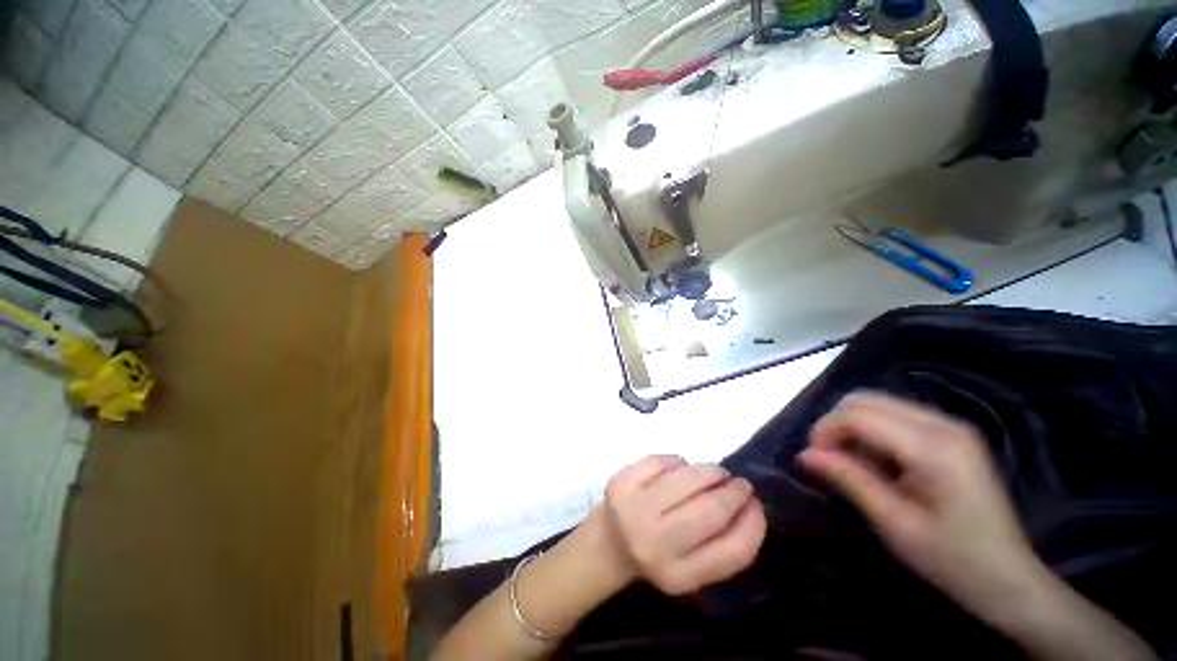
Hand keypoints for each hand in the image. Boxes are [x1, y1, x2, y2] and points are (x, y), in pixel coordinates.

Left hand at [599, 455, 766, 595]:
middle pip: (710, 510)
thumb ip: (720, 546)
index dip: (753, 525)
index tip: (757, 506)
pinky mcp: (620, 482)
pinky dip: (679, 461)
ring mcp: (634, 509)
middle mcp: (655, 545)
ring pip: (687, 479)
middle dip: (733, 492)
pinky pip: (662, 461)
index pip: (732, 551)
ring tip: (717, 473)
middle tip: (740, 484)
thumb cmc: (656, 554)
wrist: (606, 543)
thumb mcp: (690, 568)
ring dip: (710, 471)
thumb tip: (749, 504)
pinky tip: (681, 468)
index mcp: (679, 577)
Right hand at [798, 392, 1039, 619]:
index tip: (812, 459)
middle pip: (867, 401)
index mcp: (935, 447)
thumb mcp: (894, 524)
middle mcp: (944, 424)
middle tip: (828, 460)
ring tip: (852, 466)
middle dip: (837, 425)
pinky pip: (895, 418)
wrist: (1010, 579)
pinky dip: (872, 434)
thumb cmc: (953, 560)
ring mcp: (950, 427)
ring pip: (878, 406)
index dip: (826, 430)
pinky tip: (877, 465)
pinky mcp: (951, 436)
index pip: (861, 415)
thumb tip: (804, 454)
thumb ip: (848, 480)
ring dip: (853, 429)